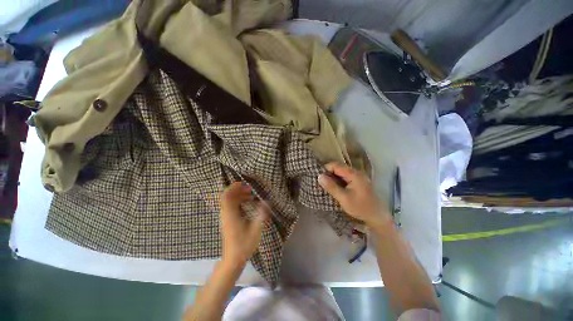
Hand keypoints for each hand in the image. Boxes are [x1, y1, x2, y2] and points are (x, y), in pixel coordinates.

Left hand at [219, 182, 268, 266]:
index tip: (244, 183)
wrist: (233, 259)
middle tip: (250, 189)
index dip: (233, 187)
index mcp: (230, 215)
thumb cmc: (244, 245)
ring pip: (229, 201)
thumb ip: (261, 215)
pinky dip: (239, 201)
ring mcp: (225, 217)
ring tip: (251, 195)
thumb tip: (267, 202)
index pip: (226, 196)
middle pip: (227, 196)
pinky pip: (231, 206)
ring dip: (239, 195)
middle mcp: (226, 214)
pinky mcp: (227, 220)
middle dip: (238, 190)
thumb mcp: (256, 230)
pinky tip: (248, 203)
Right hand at [318, 162, 389, 227]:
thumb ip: (331, 186)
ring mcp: (358, 177)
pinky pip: (346, 177)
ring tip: (326, 184)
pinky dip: (338, 180)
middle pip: (339, 167)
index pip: (336, 165)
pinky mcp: (359, 182)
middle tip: (321, 181)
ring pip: (342, 172)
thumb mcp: (343, 198)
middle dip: (329, 173)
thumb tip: (319, 176)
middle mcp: (357, 172)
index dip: (326, 169)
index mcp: (354, 174)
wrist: (377, 217)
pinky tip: (335, 187)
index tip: (318, 176)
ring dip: (333, 177)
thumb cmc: (360, 207)